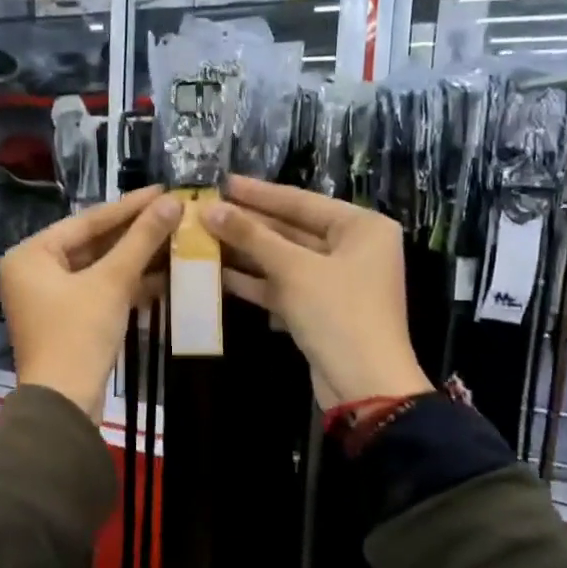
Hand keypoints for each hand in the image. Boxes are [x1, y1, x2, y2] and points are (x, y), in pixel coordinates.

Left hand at [1, 186, 179, 415]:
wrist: (64, 404)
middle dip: (135, 234)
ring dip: (136, 260)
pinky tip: (164, 276)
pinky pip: (99, 291)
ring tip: (177, 240)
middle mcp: (34, 271)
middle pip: (93, 244)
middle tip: (174, 213)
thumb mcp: (112, 282)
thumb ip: (141, 240)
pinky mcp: (67, 320)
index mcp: (31, 254)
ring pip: (99, 269)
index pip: (87, 221)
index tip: (164, 190)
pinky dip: (127, 285)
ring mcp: (49, 298)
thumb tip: (173, 202)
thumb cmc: (78, 335)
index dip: (129, 206)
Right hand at [200, 176, 431, 408]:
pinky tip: (216, 272)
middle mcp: (352, 248)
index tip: (221, 181)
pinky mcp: (317, 309)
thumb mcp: (294, 269)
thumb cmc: (339, 314)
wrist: (364, 385)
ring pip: (283, 259)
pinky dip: (253, 280)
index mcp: (362, 227)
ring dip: (245, 252)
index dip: (258, 193)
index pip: (301, 201)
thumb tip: (210, 209)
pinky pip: (282, 285)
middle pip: (291, 229)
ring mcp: (334, 281)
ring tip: (201, 237)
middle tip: (204, 210)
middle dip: (247, 223)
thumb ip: (252, 236)